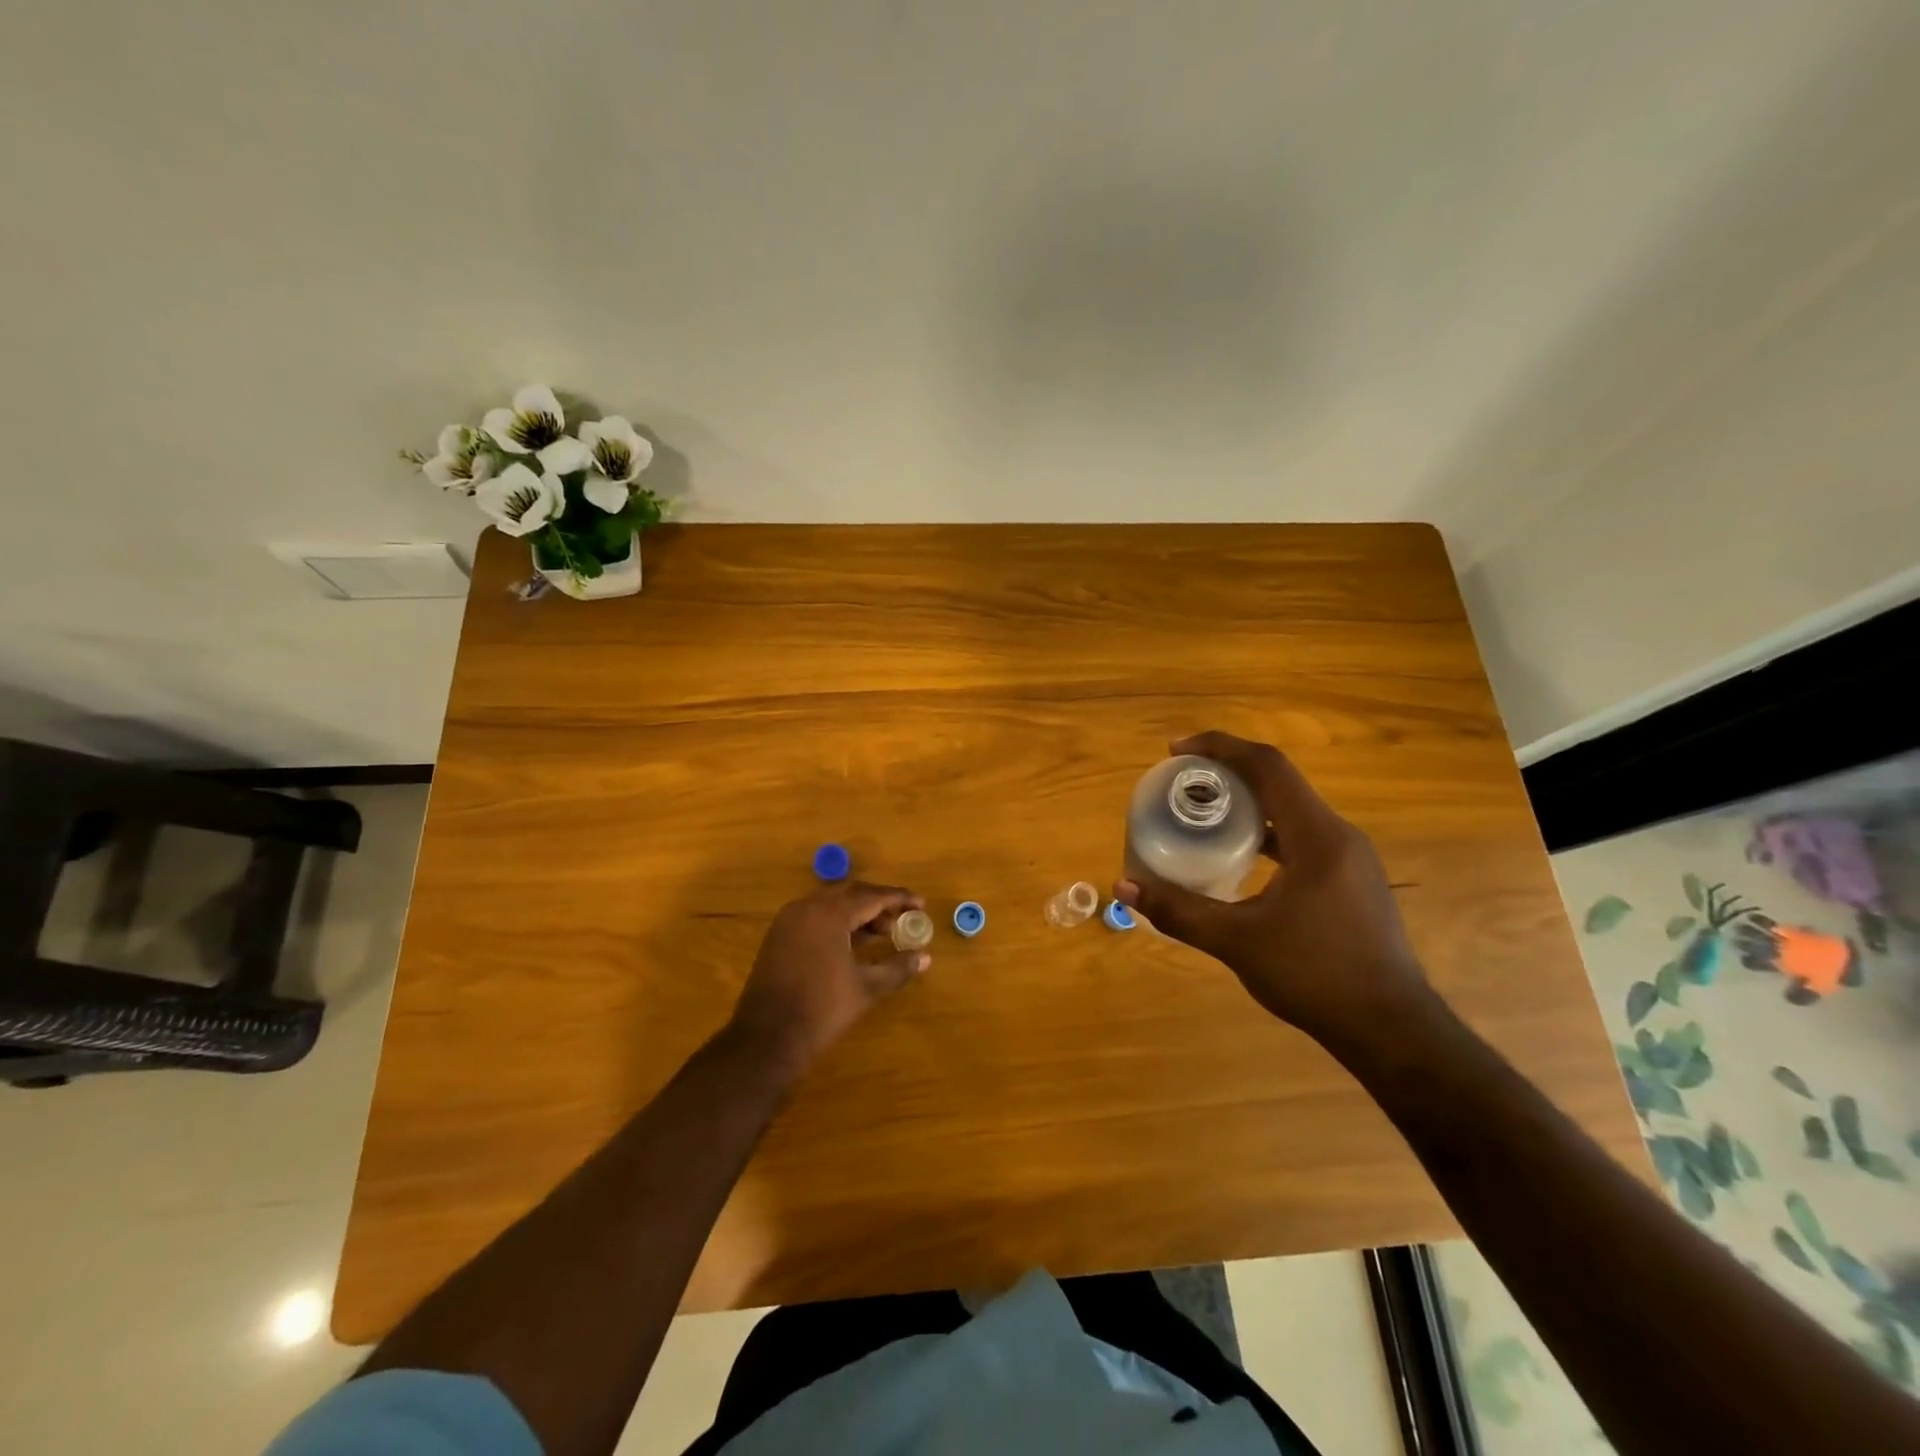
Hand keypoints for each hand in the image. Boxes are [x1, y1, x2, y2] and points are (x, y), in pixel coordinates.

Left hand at [729, 881, 929, 1068]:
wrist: (767, 1039)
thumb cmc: (822, 1009)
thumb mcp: (867, 988)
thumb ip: (898, 968)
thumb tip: (925, 957)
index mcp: (829, 914)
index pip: (872, 896)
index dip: (899, 899)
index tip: (921, 904)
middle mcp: (807, 908)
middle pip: (850, 894)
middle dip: (879, 904)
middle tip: (903, 918)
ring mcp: (789, 921)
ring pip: (831, 905)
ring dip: (858, 914)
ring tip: (884, 934)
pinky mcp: (779, 937)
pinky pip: (815, 917)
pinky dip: (838, 923)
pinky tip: (854, 944)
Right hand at [1115, 730, 1430, 1056]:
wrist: (1391, 1031)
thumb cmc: (1315, 976)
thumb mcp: (1237, 942)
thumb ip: (1179, 910)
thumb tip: (1123, 888)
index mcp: (1317, 836)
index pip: (1268, 766)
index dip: (1220, 747)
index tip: (1176, 750)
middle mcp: (1339, 836)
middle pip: (1279, 782)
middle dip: (1228, 772)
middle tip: (1182, 782)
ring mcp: (1351, 859)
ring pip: (1292, 810)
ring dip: (1248, 802)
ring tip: (1204, 812)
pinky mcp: (1352, 881)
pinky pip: (1302, 836)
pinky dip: (1266, 831)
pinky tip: (1240, 856)